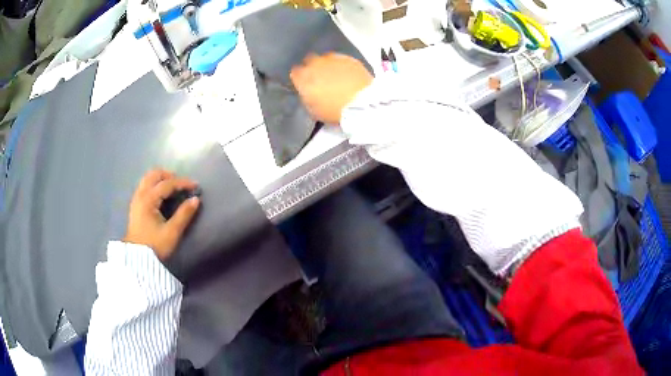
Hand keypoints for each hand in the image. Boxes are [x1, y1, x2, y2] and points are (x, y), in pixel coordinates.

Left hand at [124, 170, 199, 259]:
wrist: (137, 259)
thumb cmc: (155, 246)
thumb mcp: (172, 232)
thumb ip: (184, 214)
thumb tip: (195, 199)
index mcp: (148, 200)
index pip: (167, 184)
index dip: (183, 182)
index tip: (196, 185)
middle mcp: (140, 195)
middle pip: (154, 174)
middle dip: (169, 175)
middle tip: (181, 184)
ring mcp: (136, 199)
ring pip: (148, 178)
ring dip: (161, 179)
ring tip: (173, 187)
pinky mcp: (135, 205)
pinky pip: (145, 186)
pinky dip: (155, 185)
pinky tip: (162, 195)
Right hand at [291, 53, 372, 123]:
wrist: (361, 103)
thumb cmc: (333, 111)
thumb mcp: (313, 110)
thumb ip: (307, 97)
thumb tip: (307, 92)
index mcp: (303, 77)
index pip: (295, 72)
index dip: (300, 78)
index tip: (305, 84)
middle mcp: (315, 64)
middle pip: (309, 60)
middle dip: (312, 67)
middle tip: (320, 78)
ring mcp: (332, 59)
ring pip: (325, 58)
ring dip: (327, 65)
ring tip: (335, 75)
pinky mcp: (348, 58)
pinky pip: (340, 59)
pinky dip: (341, 65)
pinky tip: (346, 73)